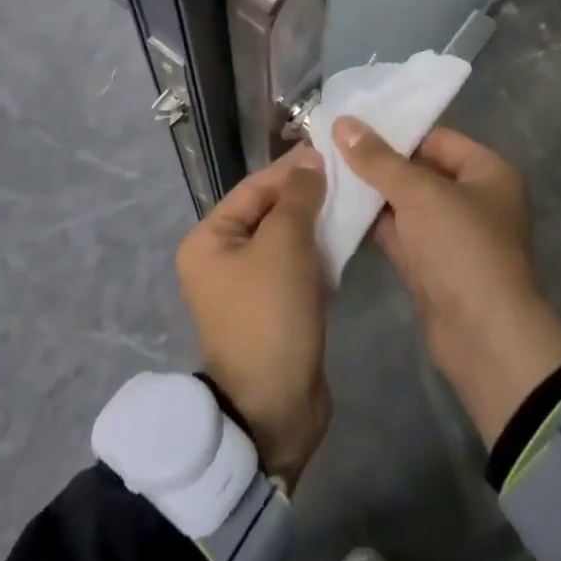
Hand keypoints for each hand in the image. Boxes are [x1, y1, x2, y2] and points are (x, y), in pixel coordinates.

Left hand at [175, 146, 329, 488]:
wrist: (274, 409)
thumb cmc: (270, 314)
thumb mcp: (285, 245)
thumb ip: (298, 197)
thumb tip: (310, 162)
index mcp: (209, 240)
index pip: (254, 188)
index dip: (292, 169)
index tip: (331, 152)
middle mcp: (221, 259)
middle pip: (269, 212)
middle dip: (306, 196)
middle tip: (348, 177)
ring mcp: (246, 286)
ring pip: (285, 239)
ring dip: (315, 224)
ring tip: (351, 204)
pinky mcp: (272, 308)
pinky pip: (295, 267)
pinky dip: (316, 253)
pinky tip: (344, 242)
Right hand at [335, 119, 560, 447]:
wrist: (484, 339)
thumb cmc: (462, 248)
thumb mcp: (419, 194)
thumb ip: (379, 159)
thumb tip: (343, 122)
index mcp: (488, 172)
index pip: (436, 138)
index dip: (396, 131)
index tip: (352, 126)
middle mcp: (474, 199)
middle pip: (420, 170)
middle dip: (379, 163)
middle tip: (331, 147)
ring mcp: (453, 236)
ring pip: (407, 204)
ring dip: (373, 194)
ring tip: (327, 173)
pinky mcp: (433, 267)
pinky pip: (400, 234)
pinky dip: (374, 224)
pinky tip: (338, 210)